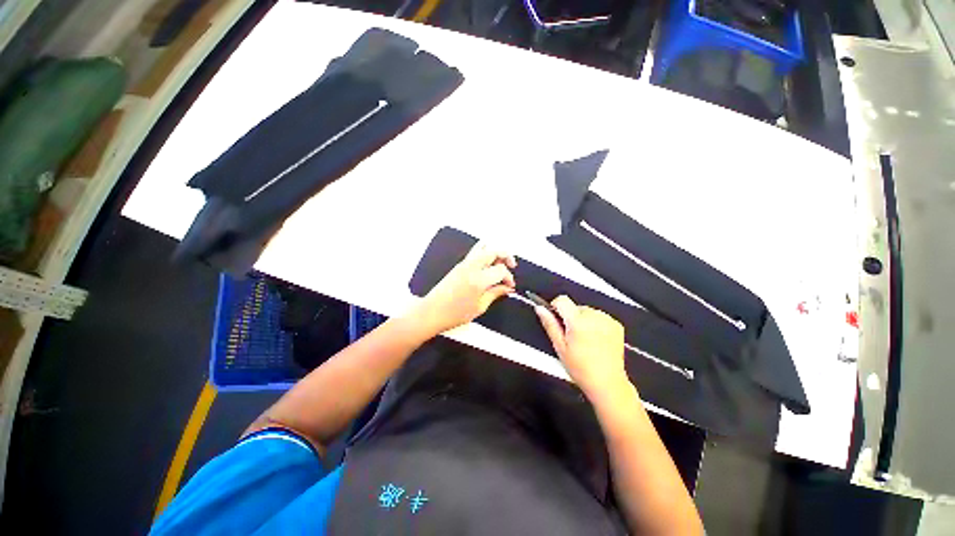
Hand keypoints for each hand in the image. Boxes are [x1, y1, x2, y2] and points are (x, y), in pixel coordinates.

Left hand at [409, 241, 516, 337]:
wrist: (431, 312)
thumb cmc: (453, 314)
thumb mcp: (479, 307)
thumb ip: (495, 294)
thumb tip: (507, 288)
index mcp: (478, 279)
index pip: (501, 269)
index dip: (509, 277)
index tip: (510, 285)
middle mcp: (471, 267)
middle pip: (494, 251)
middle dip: (506, 256)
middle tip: (511, 267)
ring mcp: (464, 264)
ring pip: (484, 247)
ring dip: (495, 253)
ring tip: (500, 264)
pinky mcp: (458, 265)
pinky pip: (475, 252)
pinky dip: (485, 254)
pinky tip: (487, 266)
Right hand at [535, 295, 627, 396]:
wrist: (607, 383)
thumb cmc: (581, 368)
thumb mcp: (559, 347)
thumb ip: (549, 324)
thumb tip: (540, 308)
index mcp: (577, 321)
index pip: (562, 300)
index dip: (555, 307)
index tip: (556, 319)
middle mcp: (594, 316)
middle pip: (575, 307)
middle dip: (571, 317)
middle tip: (571, 337)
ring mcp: (607, 320)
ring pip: (587, 311)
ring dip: (583, 320)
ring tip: (584, 340)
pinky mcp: (616, 325)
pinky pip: (599, 317)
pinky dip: (595, 324)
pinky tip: (595, 340)